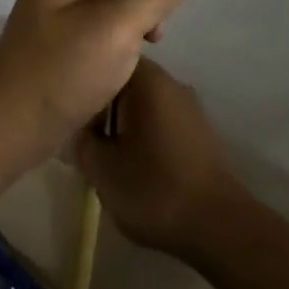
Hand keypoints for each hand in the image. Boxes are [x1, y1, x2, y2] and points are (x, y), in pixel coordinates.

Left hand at [0, 0, 193, 159]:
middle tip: (151, 31)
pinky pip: (101, 18)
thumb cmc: (63, 69)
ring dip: (134, 17)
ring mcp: (59, 4)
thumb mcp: (118, 28)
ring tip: (138, 50)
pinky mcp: (62, 33)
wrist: (11, 127)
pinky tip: (124, 61)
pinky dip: (119, 35)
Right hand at [76, 60, 244, 260]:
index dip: (84, 86)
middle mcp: (169, 82)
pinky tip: (136, 165)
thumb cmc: (154, 188)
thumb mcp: (102, 169)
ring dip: (122, 124)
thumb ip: (81, 142)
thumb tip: (75, 130)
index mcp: (147, 79)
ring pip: (142, 104)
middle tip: (85, 139)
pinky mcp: (198, 132)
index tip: (71, 114)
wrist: (218, 226)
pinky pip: (160, 121)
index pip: (105, 62)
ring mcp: (188, 106)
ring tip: (107, 156)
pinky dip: (144, 136)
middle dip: (102, 108)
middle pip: (123, 82)